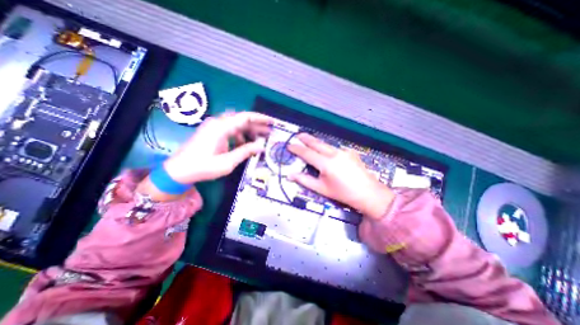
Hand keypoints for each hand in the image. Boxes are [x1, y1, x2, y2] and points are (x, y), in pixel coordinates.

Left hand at [161, 112, 273, 183]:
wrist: (178, 171)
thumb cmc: (203, 167)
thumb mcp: (228, 162)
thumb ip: (245, 152)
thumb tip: (261, 146)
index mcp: (221, 127)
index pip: (245, 117)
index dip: (260, 118)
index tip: (272, 122)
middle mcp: (217, 123)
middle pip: (242, 120)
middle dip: (256, 126)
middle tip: (269, 133)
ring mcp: (213, 127)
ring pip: (236, 125)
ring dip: (248, 132)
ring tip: (259, 141)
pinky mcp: (211, 133)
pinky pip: (229, 131)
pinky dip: (239, 136)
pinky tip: (243, 145)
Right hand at [288, 134, 396, 218]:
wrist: (368, 193)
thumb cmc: (343, 193)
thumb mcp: (321, 188)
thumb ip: (304, 180)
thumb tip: (290, 175)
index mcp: (326, 163)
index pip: (307, 153)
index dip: (297, 149)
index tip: (289, 145)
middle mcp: (334, 154)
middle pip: (317, 143)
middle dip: (306, 138)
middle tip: (298, 135)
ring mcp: (344, 152)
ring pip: (326, 144)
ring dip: (317, 143)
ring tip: (309, 141)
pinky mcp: (351, 152)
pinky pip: (336, 148)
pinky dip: (328, 149)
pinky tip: (327, 153)